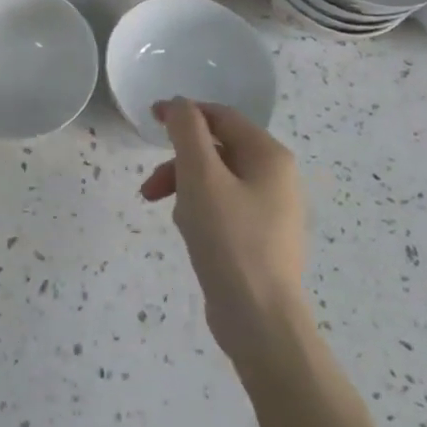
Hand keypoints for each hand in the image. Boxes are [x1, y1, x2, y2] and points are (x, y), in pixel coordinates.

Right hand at [141, 98, 310, 371]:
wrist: (260, 321)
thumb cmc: (229, 239)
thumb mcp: (200, 176)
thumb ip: (187, 131)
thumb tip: (180, 104)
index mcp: (269, 156)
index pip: (220, 116)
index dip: (184, 113)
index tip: (150, 119)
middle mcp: (276, 177)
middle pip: (217, 148)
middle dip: (179, 161)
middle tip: (150, 185)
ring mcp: (271, 210)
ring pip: (216, 179)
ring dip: (184, 187)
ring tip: (168, 213)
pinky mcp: (260, 238)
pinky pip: (223, 207)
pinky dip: (199, 210)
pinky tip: (188, 233)